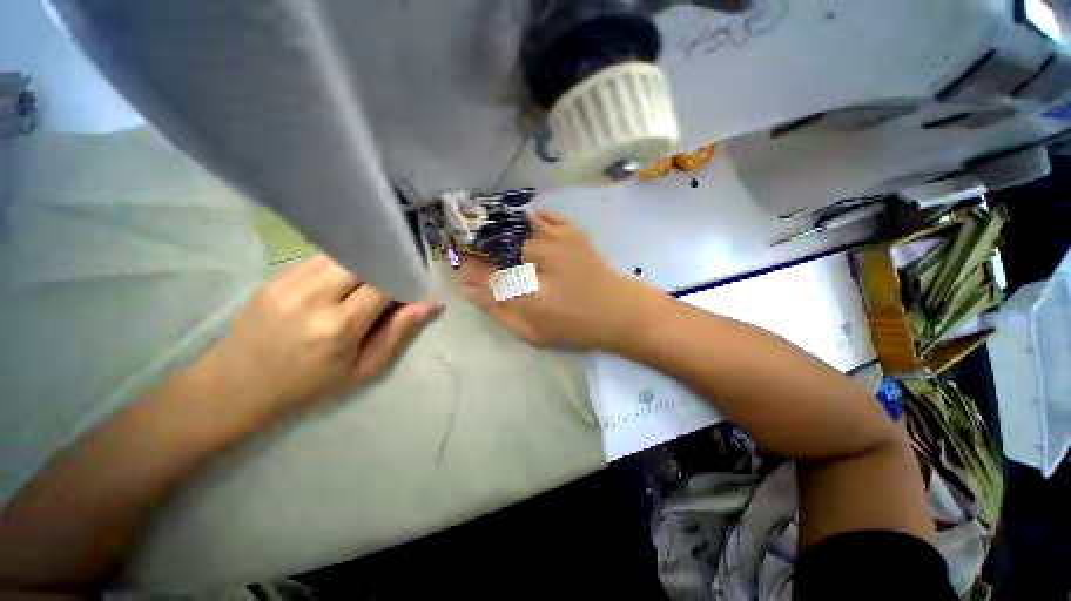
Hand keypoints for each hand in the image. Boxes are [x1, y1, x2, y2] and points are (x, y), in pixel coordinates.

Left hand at [198, 254, 440, 419]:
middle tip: (393, 278)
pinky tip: (342, 280)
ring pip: (342, 254)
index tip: (412, 285)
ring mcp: (289, 282)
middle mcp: (313, 296)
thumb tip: (430, 304)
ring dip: (363, 262)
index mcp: (339, 326)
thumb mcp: (363, 369)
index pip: (384, 283)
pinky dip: (341, 264)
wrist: (235, 386)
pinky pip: (320, 258)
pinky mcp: (276, 276)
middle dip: (384, 266)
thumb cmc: (308, 385)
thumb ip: (399, 333)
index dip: (403, 279)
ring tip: (369, 279)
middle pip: (363, 260)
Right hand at [459, 211, 656, 350]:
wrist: (619, 312)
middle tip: (477, 251)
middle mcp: (537, 253)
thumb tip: (467, 286)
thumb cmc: (574, 326)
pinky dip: (525, 219)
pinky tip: (521, 229)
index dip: (469, 265)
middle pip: (496, 240)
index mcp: (525, 283)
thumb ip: (496, 309)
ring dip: (501, 228)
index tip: (462, 265)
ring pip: (515, 223)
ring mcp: (556, 236)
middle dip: (481, 244)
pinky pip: (540, 216)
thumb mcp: (530, 330)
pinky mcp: (571, 230)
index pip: (483, 268)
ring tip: (497, 239)